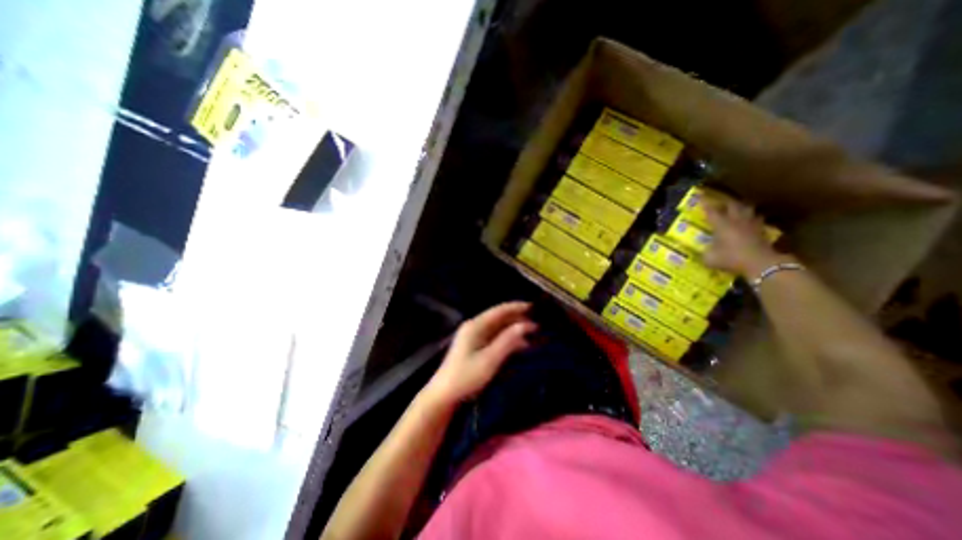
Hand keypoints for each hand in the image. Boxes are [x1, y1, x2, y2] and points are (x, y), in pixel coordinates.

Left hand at [423, 302, 537, 406]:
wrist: (445, 394)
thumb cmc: (466, 376)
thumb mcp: (490, 359)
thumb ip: (508, 341)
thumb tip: (526, 325)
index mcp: (476, 325)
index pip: (500, 310)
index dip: (517, 307)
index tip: (535, 308)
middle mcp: (474, 326)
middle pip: (499, 317)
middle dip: (518, 318)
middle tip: (538, 322)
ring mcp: (474, 336)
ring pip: (498, 327)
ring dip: (514, 329)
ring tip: (533, 333)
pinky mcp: (475, 346)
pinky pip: (495, 337)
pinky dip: (508, 338)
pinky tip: (520, 344)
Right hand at [705, 199, 784, 275]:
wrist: (760, 263)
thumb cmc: (731, 258)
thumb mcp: (710, 258)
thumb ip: (705, 253)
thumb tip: (703, 252)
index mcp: (721, 225)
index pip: (711, 211)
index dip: (705, 204)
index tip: (701, 196)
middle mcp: (736, 221)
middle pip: (733, 205)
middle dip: (726, 202)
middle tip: (720, 201)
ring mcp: (751, 225)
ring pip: (748, 209)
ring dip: (742, 207)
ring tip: (738, 207)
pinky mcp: (762, 231)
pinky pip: (758, 220)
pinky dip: (754, 218)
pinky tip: (752, 220)